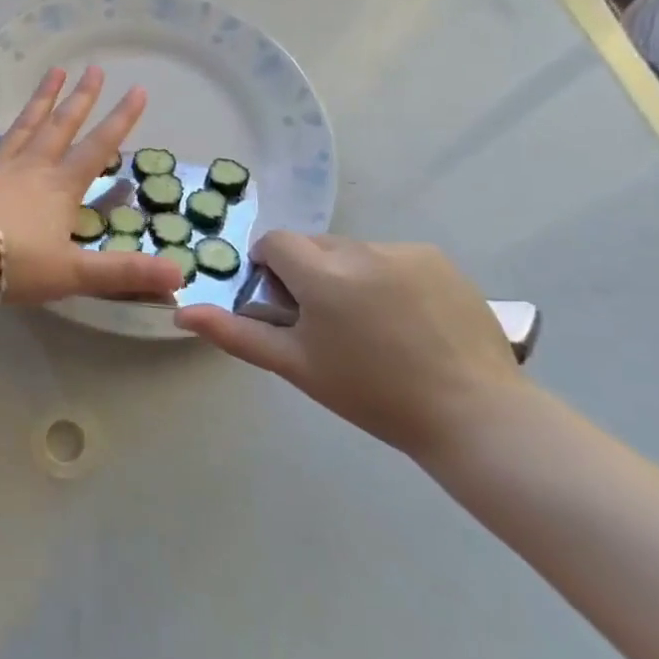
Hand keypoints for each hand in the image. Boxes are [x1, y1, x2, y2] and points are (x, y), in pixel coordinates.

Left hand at [0, 67, 184, 305]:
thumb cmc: (14, 263)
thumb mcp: (75, 273)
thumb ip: (125, 273)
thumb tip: (181, 276)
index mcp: (61, 188)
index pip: (98, 148)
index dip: (121, 120)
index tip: (138, 90)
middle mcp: (31, 167)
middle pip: (61, 127)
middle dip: (81, 98)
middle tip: (94, 69)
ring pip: (22, 126)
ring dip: (40, 100)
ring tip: (54, 71)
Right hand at [176, 232, 524, 458]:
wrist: (475, 416)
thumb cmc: (372, 394)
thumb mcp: (296, 366)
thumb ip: (236, 334)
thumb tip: (183, 311)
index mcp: (323, 274)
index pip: (276, 242)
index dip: (271, 268)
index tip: (285, 305)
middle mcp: (362, 250)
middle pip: (314, 245)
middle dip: (309, 272)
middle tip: (327, 323)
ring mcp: (405, 251)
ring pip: (353, 251)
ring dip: (348, 275)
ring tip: (373, 325)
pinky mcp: (439, 260)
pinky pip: (392, 257)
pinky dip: (386, 277)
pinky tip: (407, 320)